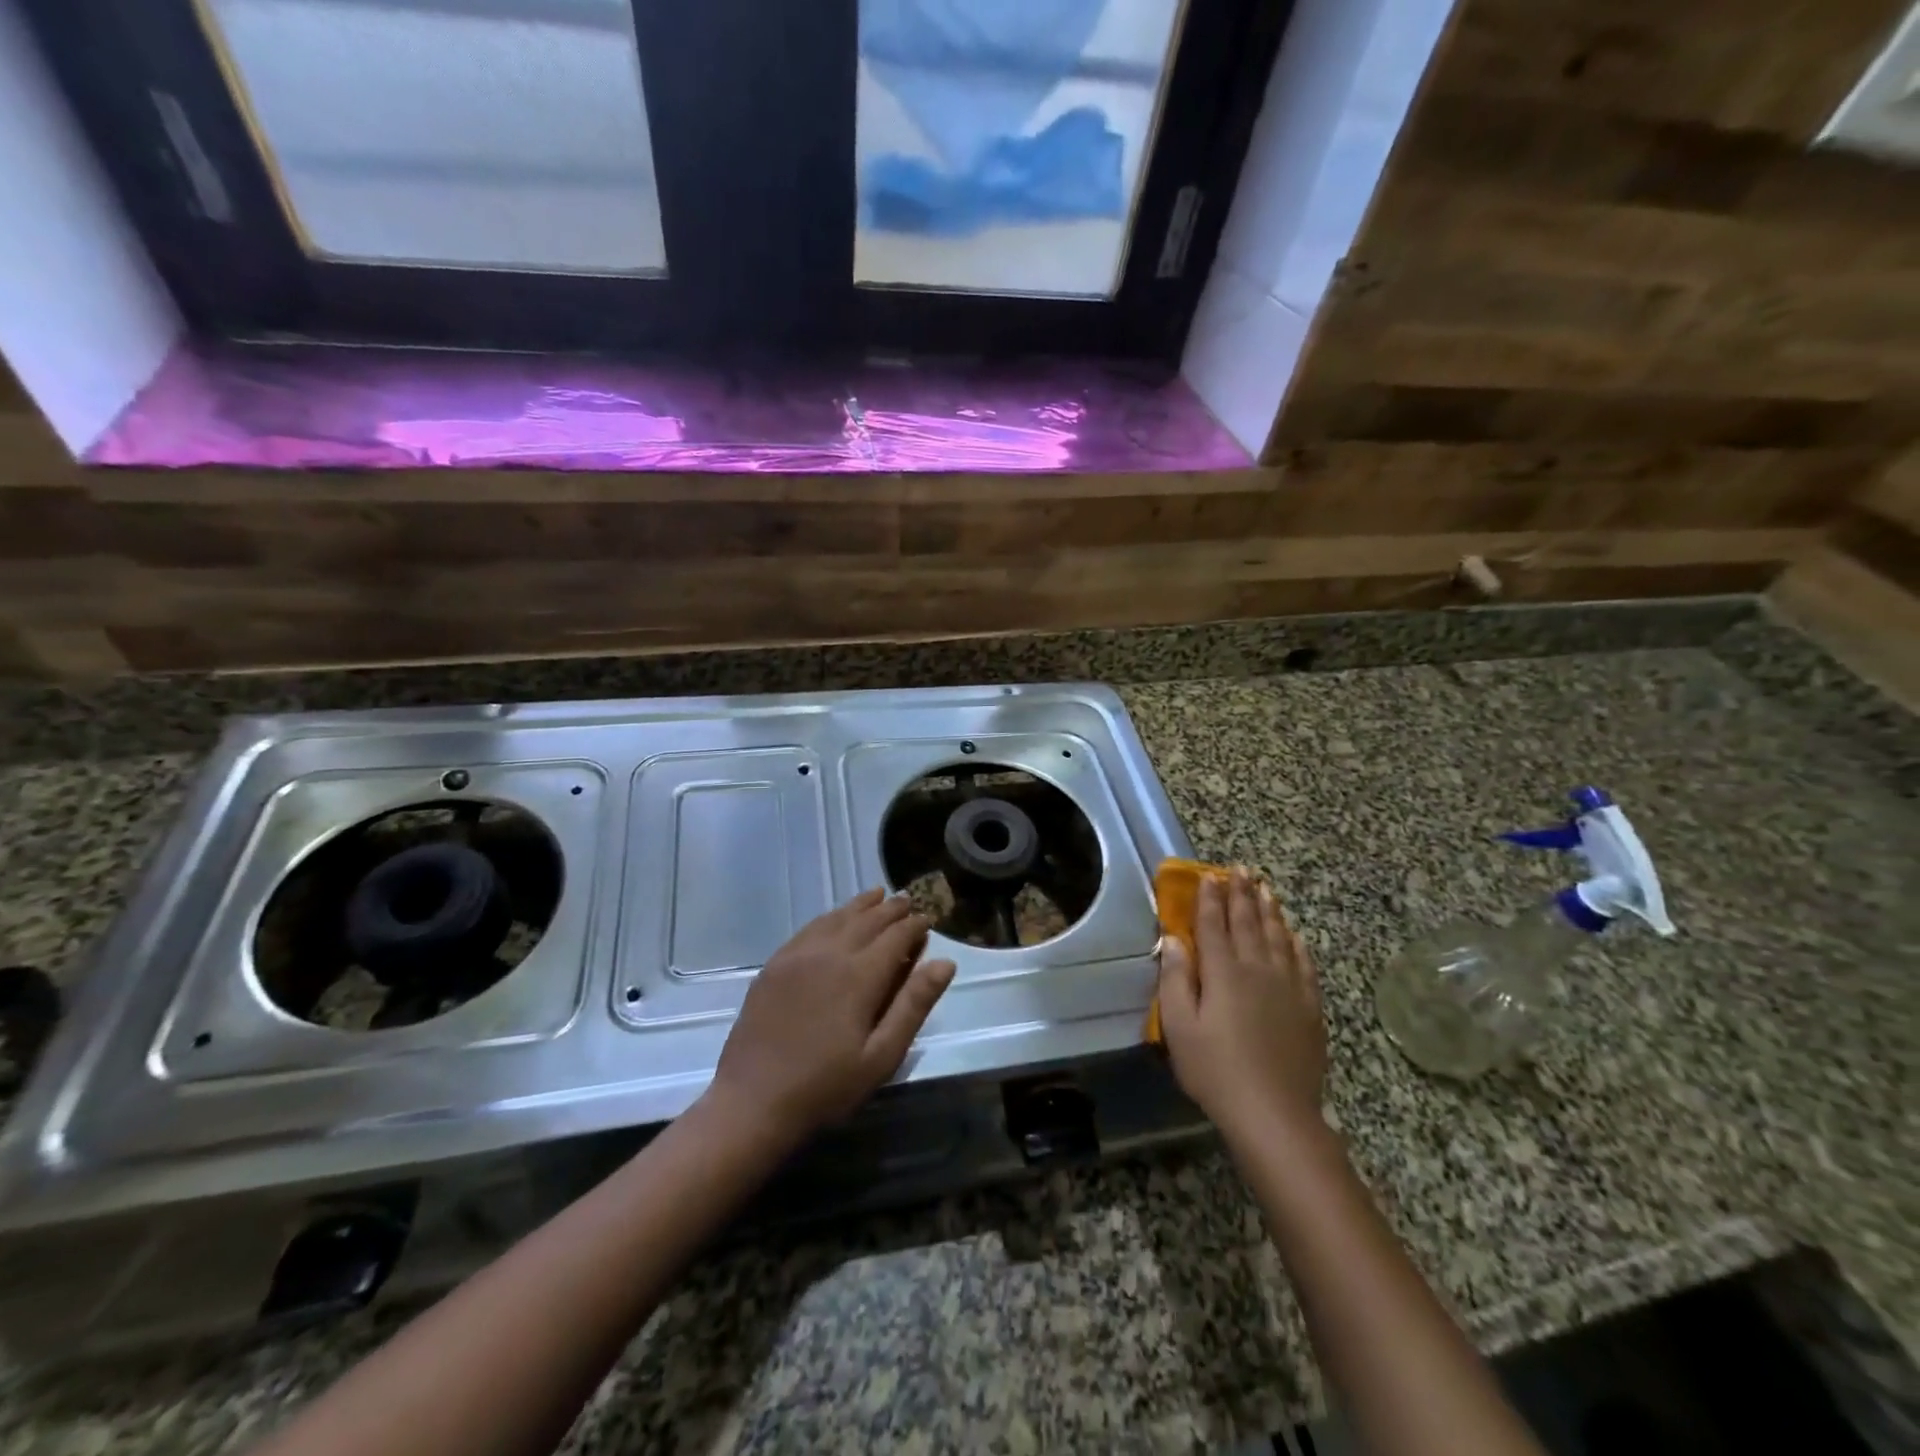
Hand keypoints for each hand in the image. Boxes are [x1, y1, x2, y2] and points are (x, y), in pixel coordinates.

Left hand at [705, 889, 955, 1145]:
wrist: (752, 1102)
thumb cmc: (825, 1087)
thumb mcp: (881, 1056)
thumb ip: (913, 1005)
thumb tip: (945, 962)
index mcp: (860, 975)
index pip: (896, 936)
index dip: (916, 925)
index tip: (929, 919)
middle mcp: (830, 953)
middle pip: (868, 920)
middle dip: (892, 909)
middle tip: (909, 901)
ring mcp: (798, 955)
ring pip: (838, 917)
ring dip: (862, 905)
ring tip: (879, 896)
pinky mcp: (775, 964)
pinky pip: (810, 927)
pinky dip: (831, 916)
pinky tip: (836, 918)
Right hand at [1156, 870, 1324, 1135]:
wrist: (1274, 1114)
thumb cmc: (1215, 1070)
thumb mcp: (1180, 1027)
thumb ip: (1176, 979)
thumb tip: (1173, 939)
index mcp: (1223, 972)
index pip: (1213, 925)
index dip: (1210, 899)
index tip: (1209, 875)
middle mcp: (1257, 969)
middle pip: (1248, 923)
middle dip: (1241, 894)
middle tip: (1240, 869)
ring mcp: (1288, 987)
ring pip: (1278, 937)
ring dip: (1269, 910)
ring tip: (1265, 888)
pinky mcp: (1309, 1007)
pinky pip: (1304, 964)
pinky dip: (1297, 943)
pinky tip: (1294, 934)